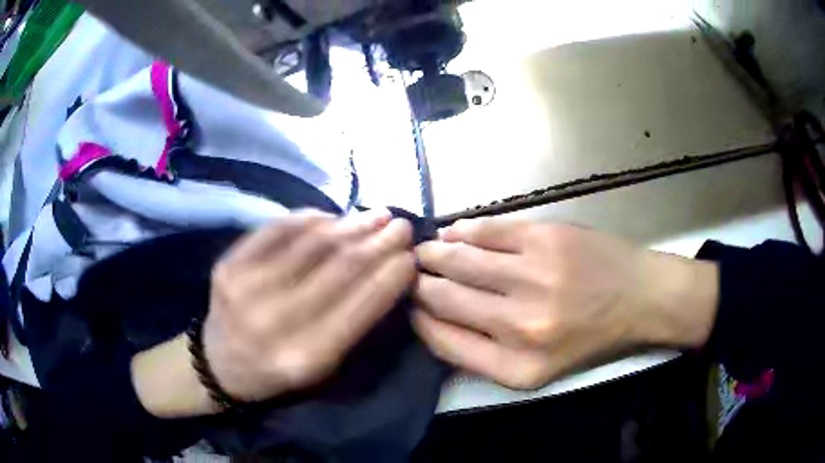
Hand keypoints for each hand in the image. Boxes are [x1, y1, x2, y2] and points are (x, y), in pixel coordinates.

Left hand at [204, 210, 414, 401]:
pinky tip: (332, 216)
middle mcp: (274, 321)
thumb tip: (386, 270)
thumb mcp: (322, 366)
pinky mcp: (229, 265)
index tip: (411, 256)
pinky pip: (277, 229)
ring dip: (350, 224)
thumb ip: (354, 323)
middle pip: (339, 269)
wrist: (220, 364)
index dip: (390, 276)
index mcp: (304, 357)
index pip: (359, 307)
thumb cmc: (278, 372)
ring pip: (311, 243)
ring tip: (375, 215)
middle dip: (378, 242)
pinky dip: (310, 218)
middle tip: (401, 225)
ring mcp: (245, 288)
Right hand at [412, 219, 717, 389]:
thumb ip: (483, 354)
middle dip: (418, 284)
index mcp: (516, 366)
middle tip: (410, 273)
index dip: (417, 319)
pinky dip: (462, 230)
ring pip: (458, 260)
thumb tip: (432, 321)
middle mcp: (520, 324)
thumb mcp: (537, 368)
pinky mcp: (545, 237)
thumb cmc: (590, 337)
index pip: (442, 341)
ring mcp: (533, 275)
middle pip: (444, 298)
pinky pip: (486, 231)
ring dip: (432, 254)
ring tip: (423, 251)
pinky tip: (452, 232)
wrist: (641, 297)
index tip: (409, 305)